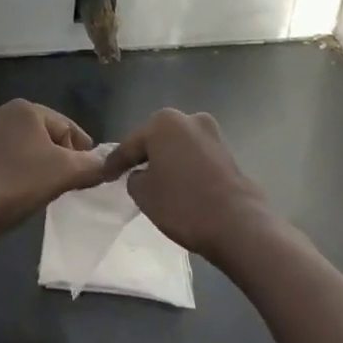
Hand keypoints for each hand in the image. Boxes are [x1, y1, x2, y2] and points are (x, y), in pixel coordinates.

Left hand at [0, 99, 106, 244]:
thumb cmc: (15, 184)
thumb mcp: (62, 174)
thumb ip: (90, 166)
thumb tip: (109, 163)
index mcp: (26, 108)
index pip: (66, 125)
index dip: (82, 149)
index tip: (91, 173)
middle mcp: (2, 110)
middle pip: (43, 133)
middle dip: (59, 155)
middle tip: (68, 183)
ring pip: (22, 144)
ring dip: (36, 162)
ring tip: (43, 188)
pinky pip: (2, 156)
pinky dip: (14, 168)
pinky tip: (16, 188)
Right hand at [101, 109, 269, 264]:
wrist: (238, 224)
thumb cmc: (183, 204)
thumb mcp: (143, 194)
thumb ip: (134, 178)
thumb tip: (142, 174)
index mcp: (162, 122)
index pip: (130, 144)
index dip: (115, 163)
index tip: (104, 175)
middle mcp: (187, 118)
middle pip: (156, 140)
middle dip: (144, 155)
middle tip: (130, 174)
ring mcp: (211, 133)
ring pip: (178, 147)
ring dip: (167, 161)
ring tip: (157, 182)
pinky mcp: (227, 152)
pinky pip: (196, 157)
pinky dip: (186, 168)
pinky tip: (180, 185)